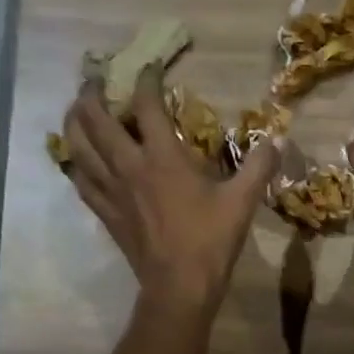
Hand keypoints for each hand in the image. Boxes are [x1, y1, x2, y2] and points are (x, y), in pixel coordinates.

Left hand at [62, 67, 276, 317]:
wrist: (179, 286)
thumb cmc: (211, 240)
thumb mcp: (243, 201)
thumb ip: (260, 166)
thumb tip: (278, 138)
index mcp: (163, 158)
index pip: (146, 106)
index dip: (146, 80)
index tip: (150, 67)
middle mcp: (129, 167)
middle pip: (96, 119)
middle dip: (94, 92)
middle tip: (98, 79)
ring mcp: (112, 190)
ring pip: (78, 146)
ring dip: (74, 121)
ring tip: (77, 108)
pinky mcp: (105, 212)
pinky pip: (80, 180)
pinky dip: (76, 163)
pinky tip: (79, 159)